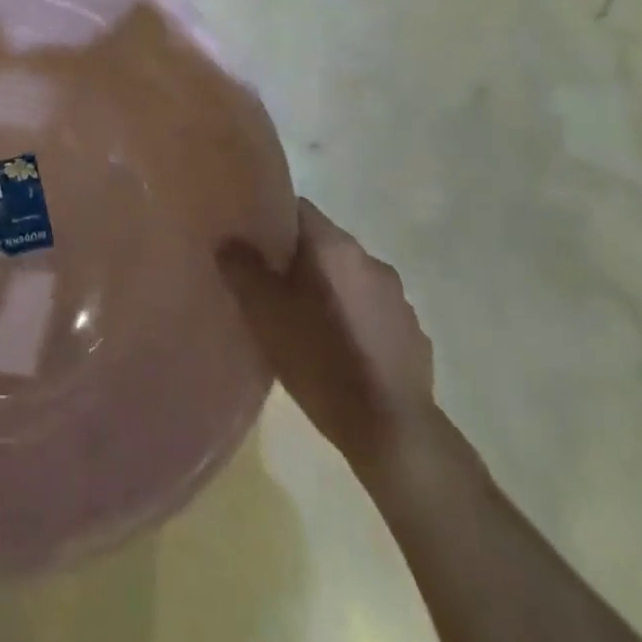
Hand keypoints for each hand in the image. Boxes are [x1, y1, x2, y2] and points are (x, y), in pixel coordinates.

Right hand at [219, 199, 434, 470]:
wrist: (393, 433)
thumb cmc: (320, 361)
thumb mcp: (264, 314)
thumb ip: (242, 269)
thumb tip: (228, 240)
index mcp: (335, 246)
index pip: (298, 209)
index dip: (272, 220)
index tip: (253, 243)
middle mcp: (370, 260)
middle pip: (324, 245)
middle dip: (299, 260)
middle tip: (271, 287)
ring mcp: (398, 298)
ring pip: (350, 279)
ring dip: (329, 291)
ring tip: (305, 323)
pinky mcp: (414, 335)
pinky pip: (374, 313)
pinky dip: (355, 320)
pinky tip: (340, 352)